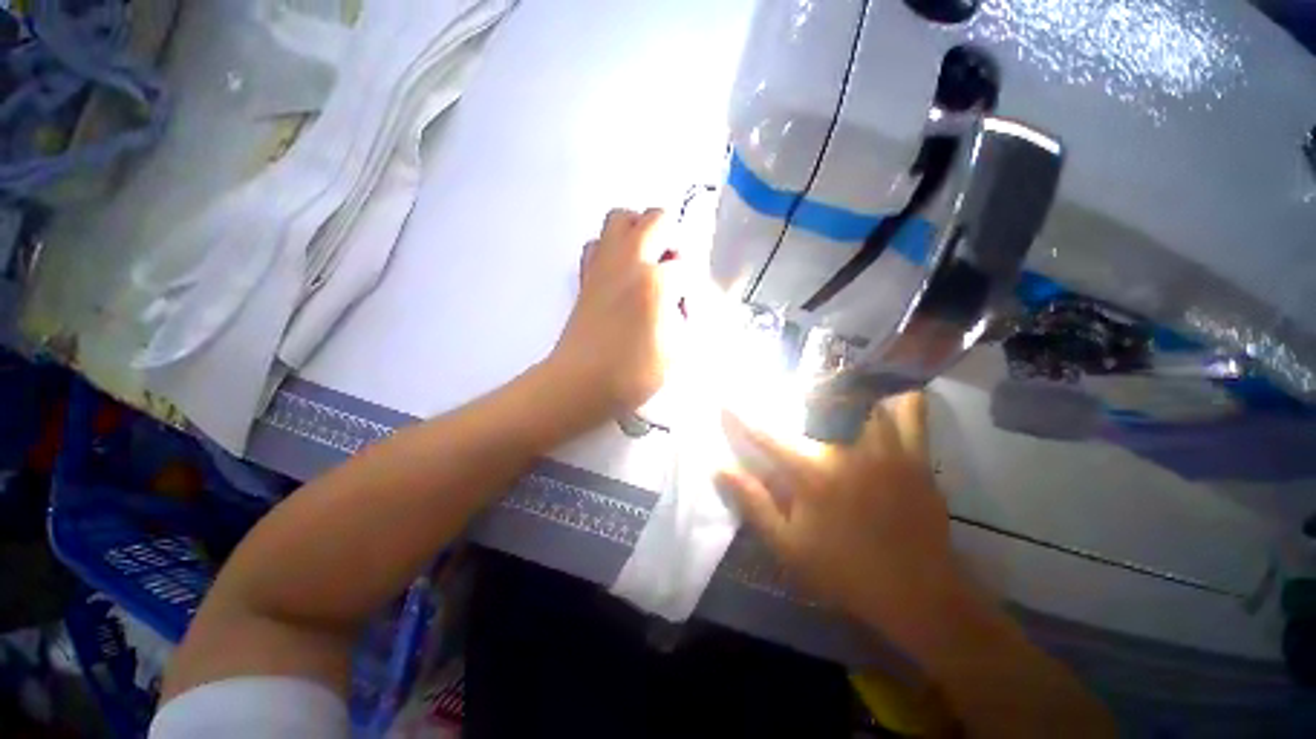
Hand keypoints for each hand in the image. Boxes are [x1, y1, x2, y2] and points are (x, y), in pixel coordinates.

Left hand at [548, 208, 683, 419]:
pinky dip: (611, 249)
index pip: (686, 268)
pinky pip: (596, 244)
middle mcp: (629, 262)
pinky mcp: (585, 276)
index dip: (690, 291)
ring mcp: (603, 265)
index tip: (684, 311)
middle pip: (657, 219)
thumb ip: (684, 315)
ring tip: (647, 263)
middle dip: (673, 239)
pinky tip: (620, 275)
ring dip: (640, 232)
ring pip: (620, 218)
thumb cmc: (633, 373)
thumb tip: (678, 299)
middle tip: (672, 270)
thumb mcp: (676, 349)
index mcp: (656, 283)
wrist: (581, 383)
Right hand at [716, 393, 957, 633]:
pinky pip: (912, 412)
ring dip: (845, 390)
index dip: (740, 417)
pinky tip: (886, 399)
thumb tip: (719, 467)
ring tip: (833, 390)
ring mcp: (887, 449)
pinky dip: (897, 399)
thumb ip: (752, 502)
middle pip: (818, 403)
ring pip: (865, 398)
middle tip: (791, 393)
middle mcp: (849, 449)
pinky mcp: (917, 456)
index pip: (766, 434)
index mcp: (813, 472)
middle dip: (798, 393)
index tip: (724, 402)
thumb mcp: (787, 545)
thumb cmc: (845, 571)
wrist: (918, 595)